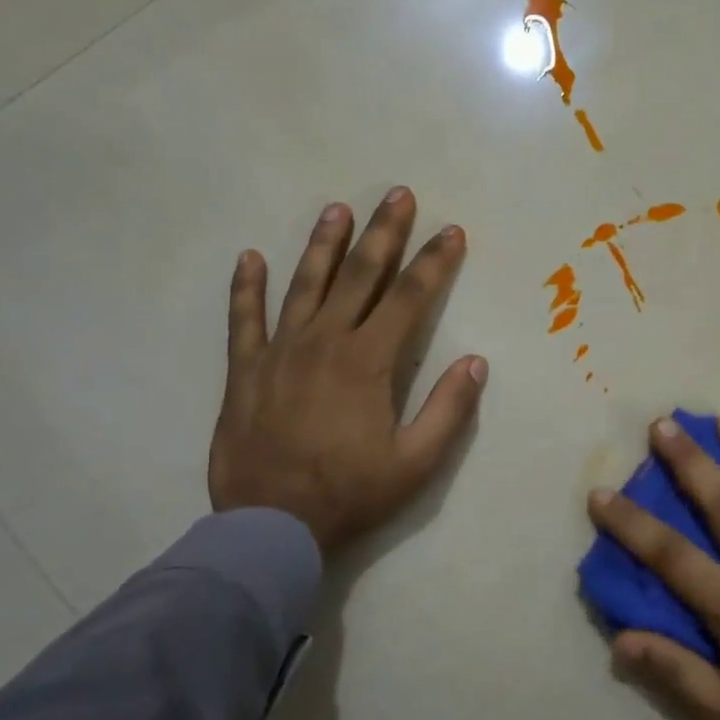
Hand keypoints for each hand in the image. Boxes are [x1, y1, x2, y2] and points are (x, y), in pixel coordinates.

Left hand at [210, 187, 486, 553]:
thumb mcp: (416, 463)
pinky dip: (245, 288)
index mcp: (368, 362)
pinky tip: (250, 258)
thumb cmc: (350, 493)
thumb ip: (448, 410)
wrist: (270, 526)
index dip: (434, 262)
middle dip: (384, 233)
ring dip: (324, 244)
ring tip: (338, 209)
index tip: (451, 231)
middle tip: (398, 193)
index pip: (410, 298)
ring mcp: (280, 352)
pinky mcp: (245, 370)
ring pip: (305, 285)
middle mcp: (325, 342)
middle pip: (360, 276)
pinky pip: (243, 320)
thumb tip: (475, 362)